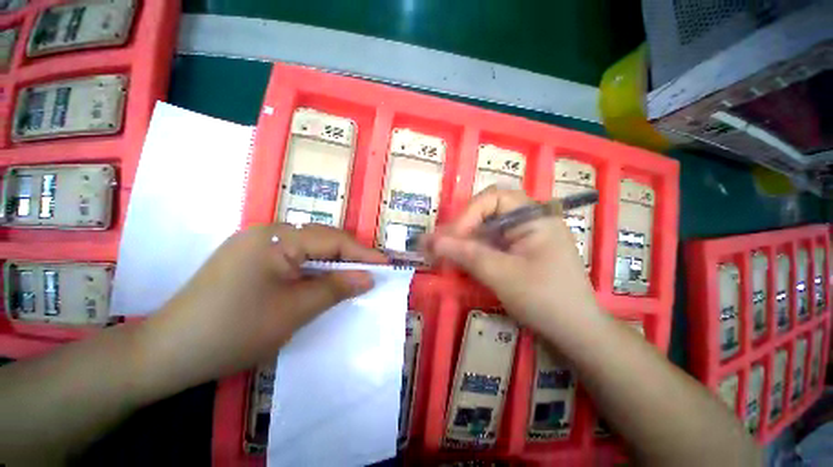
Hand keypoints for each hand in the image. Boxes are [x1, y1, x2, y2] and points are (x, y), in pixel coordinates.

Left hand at [139, 224, 386, 384]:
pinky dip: (313, 268)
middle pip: (321, 239)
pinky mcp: (249, 259)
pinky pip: (292, 257)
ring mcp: (255, 244)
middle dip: (349, 255)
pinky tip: (321, 279)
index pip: (333, 240)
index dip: (362, 253)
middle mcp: (266, 233)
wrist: (167, 353)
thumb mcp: (294, 310)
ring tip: (352, 275)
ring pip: (308, 247)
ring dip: (332, 262)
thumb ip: (336, 288)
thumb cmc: (234, 331)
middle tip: (372, 270)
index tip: (386, 264)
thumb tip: (368, 277)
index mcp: (276, 238)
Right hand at [424, 187, 599, 332]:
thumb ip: (467, 254)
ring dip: (462, 241)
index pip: (493, 198)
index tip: (451, 238)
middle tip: (438, 246)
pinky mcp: (517, 252)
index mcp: (534, 217)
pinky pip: (489, 244)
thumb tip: (431, 240)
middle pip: (486, 213)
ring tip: (439, 253)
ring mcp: (523, 237)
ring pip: (485, 230)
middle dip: (461, 228)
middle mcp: (528, 221)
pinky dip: (472, 251)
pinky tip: (457, 260)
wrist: (575, 332)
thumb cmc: (545, 299)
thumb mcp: (502, 275)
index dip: (468, 214)